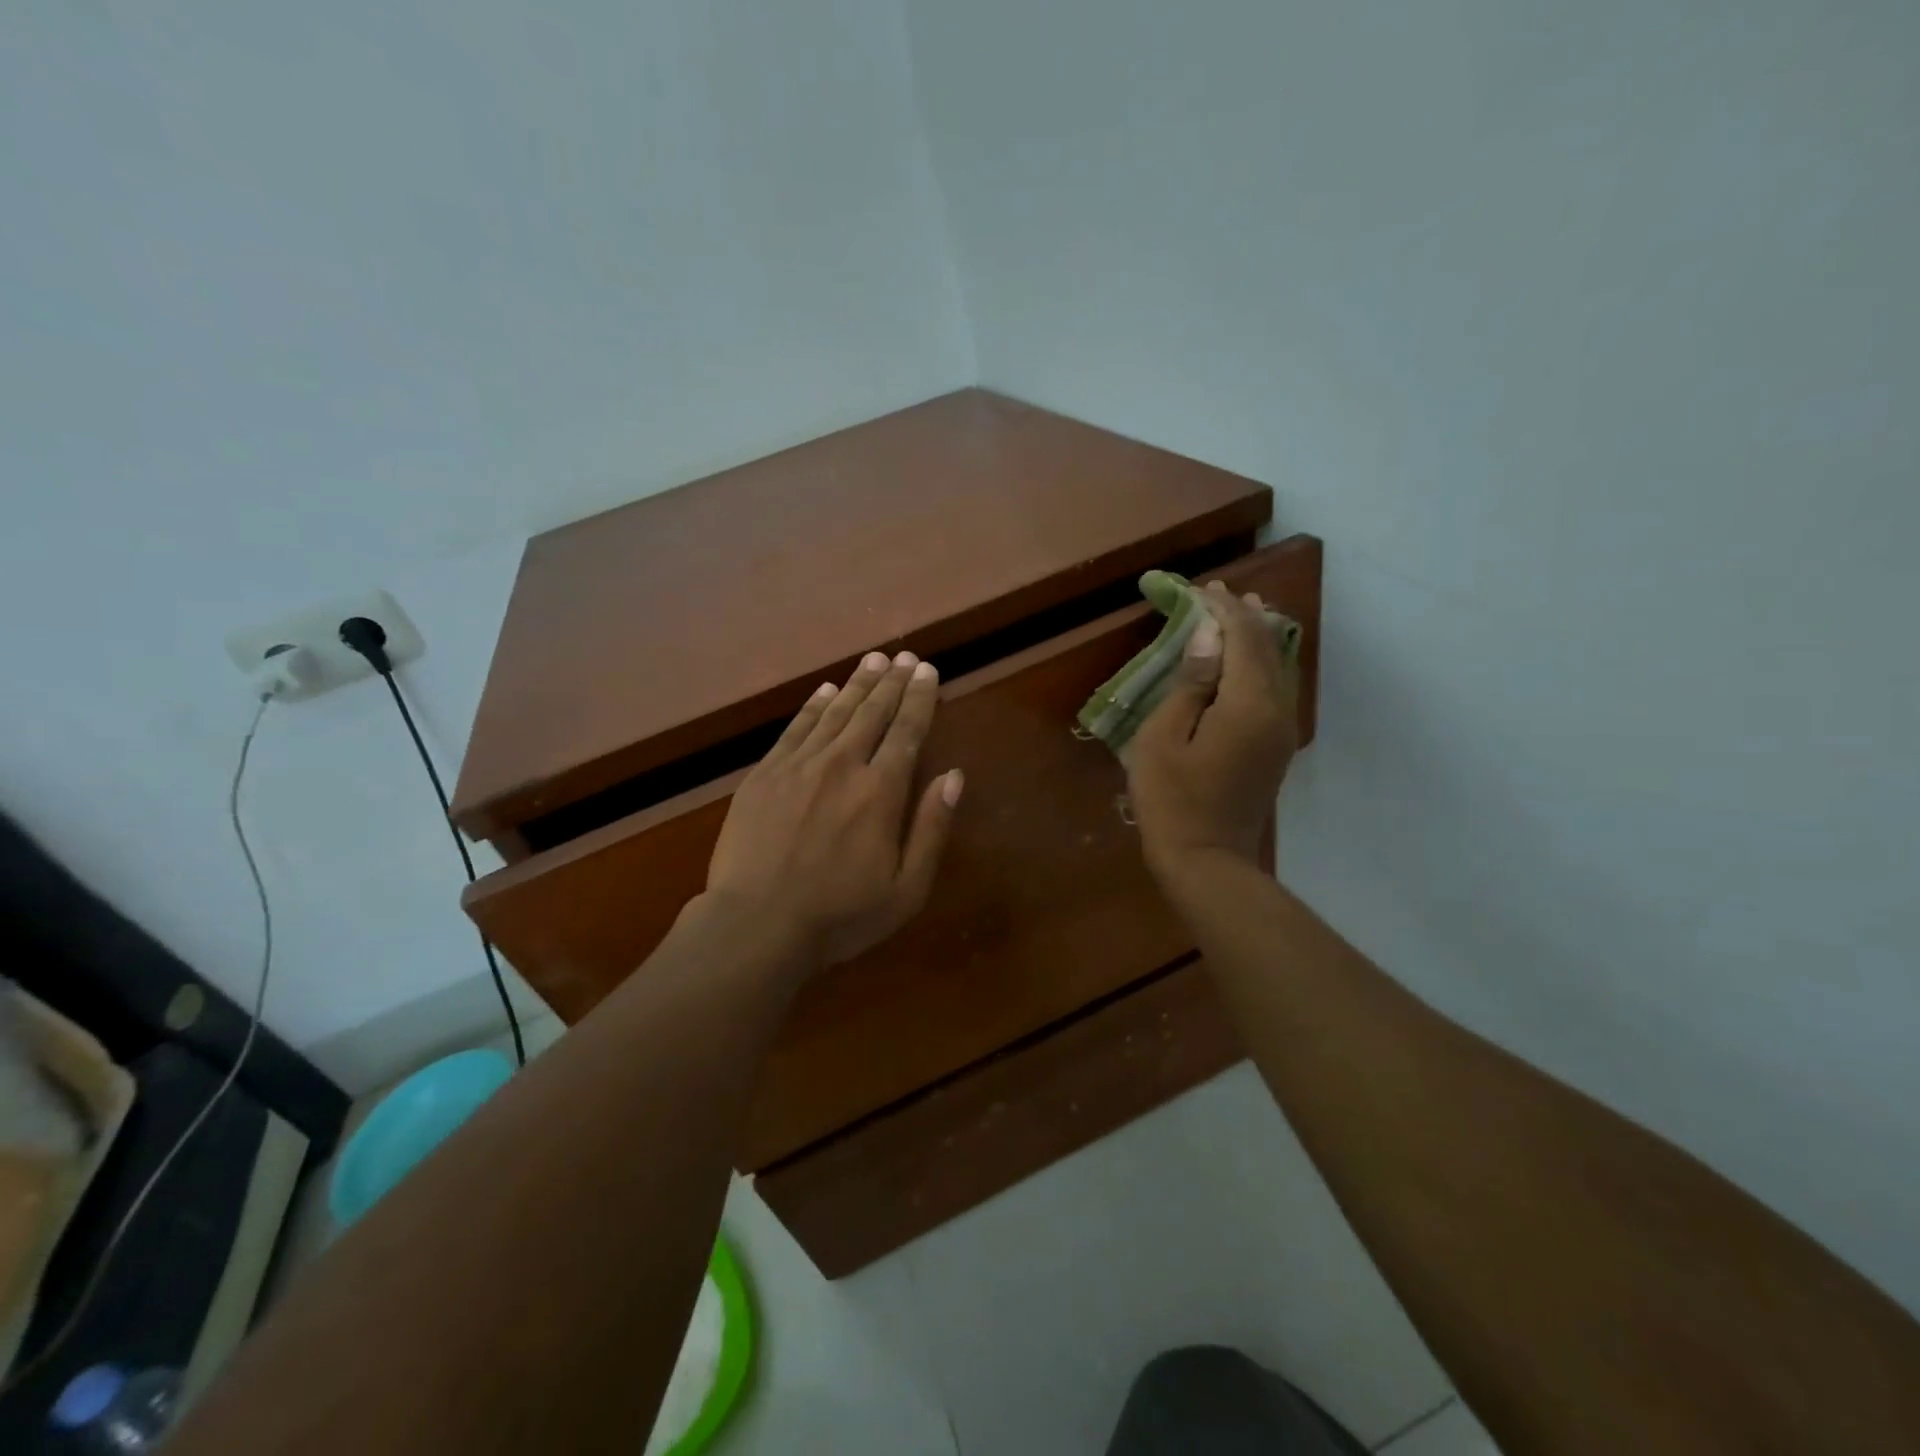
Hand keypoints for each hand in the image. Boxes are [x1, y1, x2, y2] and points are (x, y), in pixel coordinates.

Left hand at [706, 649, 963, 970]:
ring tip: (874, 660)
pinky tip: (824, 690)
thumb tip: (954, 776)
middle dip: (892, 682)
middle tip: (905, 656)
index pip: (907, 732)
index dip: (920, 699)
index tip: (928, 671)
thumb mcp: (906, 889)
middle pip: (872, 713)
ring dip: (857, 684)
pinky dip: (813, 706)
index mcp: (881, 792)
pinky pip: (795, 729)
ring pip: (835, 713)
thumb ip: (932, 828)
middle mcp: (842, 765)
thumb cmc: (840, 916)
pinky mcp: (764, 775)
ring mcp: (798, 766)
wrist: (756, 925)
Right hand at [1126, 581, 1298, 879]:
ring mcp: (1282, 731)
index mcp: (1248, 704)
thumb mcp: (1164, 736)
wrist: (1207, 859)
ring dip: (1258, 638)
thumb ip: (1191, 682)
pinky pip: (1277, 690)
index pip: (1242, 638)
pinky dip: (1262, 665)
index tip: (1201, 589)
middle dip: (1245, 617)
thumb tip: (1210, 635)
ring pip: (1279, 669)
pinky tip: (1248, 661)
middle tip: (1220, 593)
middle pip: (1267, 649)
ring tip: (1242, 613)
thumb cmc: (1172, 799)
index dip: (1223, 610)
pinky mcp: (1277, 748)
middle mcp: (1277, 710)